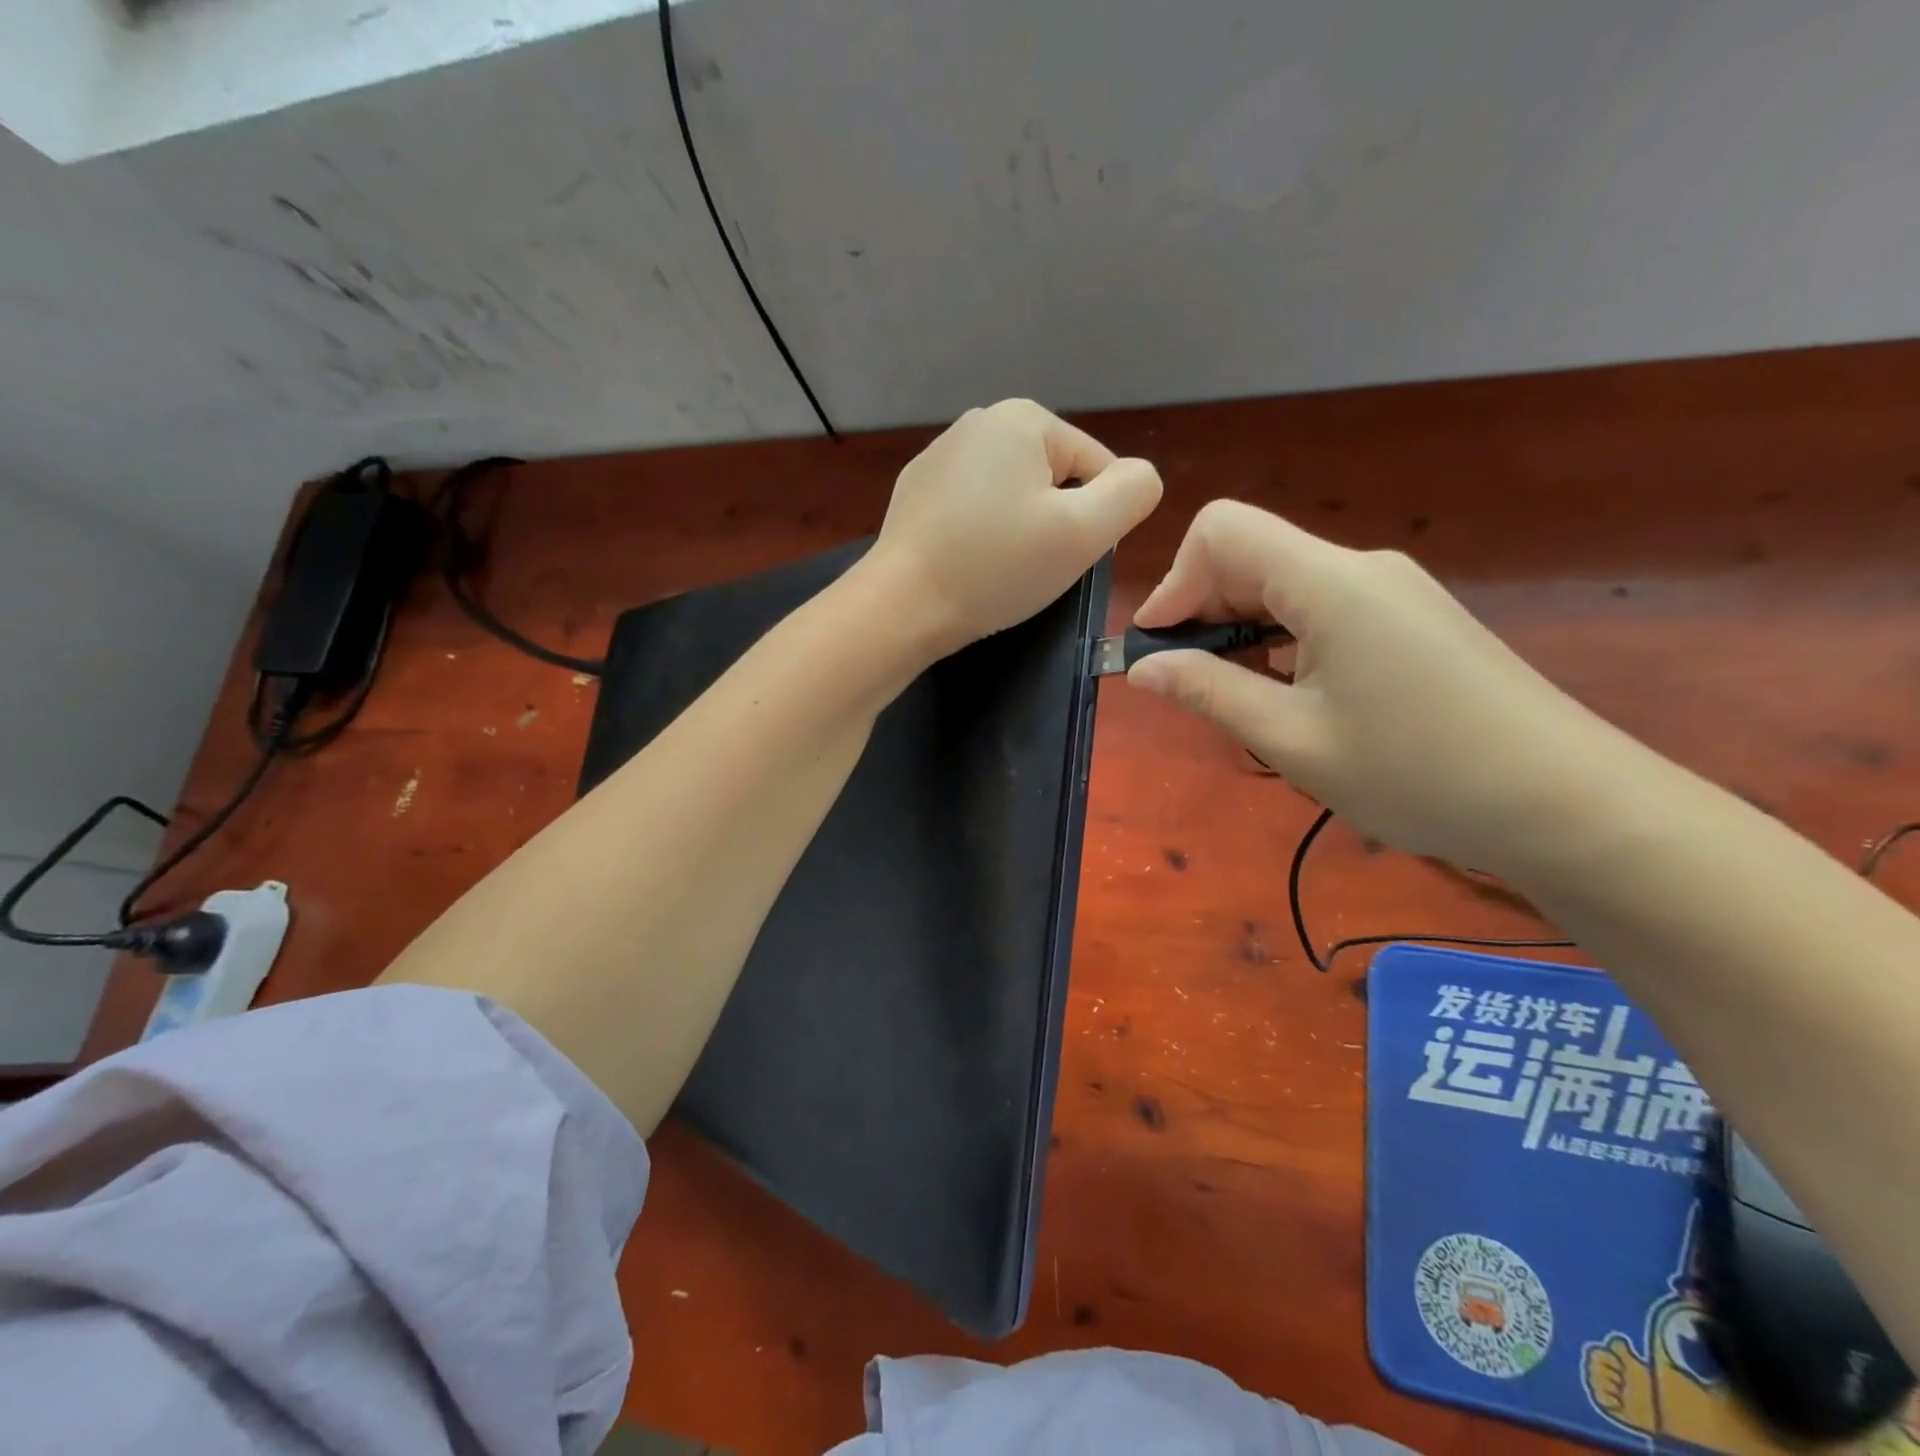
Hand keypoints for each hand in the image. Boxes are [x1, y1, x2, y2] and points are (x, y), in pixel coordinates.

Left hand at [863, 400, 1161, 657]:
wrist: (901, 606)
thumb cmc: (997, 566)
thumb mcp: (1085, 531)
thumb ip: (1133, 492)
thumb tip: (1138, 477)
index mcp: (1022, 417)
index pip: (1096, 465)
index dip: (1095, 518)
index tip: (1063, 555)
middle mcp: (978, 422)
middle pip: (1052, 478)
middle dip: (1054, 522)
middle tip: (1030, 566)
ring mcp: (939, 456)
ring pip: (1012, 496)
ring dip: (1018, 532)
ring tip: (997, 569)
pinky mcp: (916, 493)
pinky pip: (973, 510)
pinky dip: (981, 536)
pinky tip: (966, 565)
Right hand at [1127, 500, 1646, 874]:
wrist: (1566, 803)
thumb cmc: (1417, 773)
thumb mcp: (1292, 739)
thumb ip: (1209, 692)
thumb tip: (1144, 668)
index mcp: (1329, 582)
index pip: (1222, 532)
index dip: (1175, 583)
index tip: (1161, 650)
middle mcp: (1361, 568)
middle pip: (1252, 554)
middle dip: (1203, 610)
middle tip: (1190, 686)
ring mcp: (1393, 591)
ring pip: (1285, 583)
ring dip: (1241, 629)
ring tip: (1238, 698)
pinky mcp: (1411, 618)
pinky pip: (1322, 607)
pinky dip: (1282, 638)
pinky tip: (1290, 693)